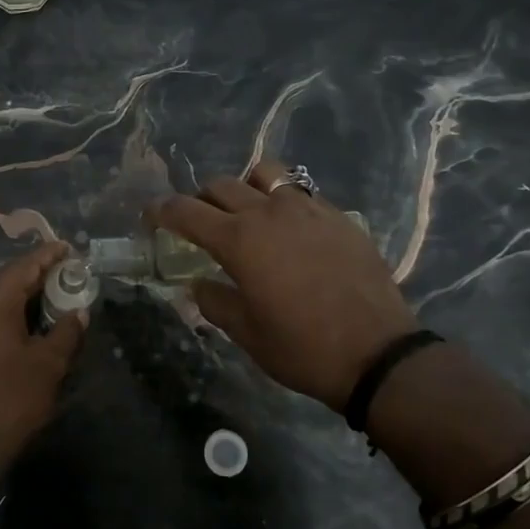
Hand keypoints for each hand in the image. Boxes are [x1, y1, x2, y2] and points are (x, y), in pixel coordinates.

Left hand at [0, 241, 85, 476]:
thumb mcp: (48, 366)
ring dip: (18, 294)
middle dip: (34, 273)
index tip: (68, 248)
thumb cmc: (9, 400)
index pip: (25, 265)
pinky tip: (22, 324)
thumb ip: (66, 332)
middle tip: (63, 274)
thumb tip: (78, 312)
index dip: (49, 255)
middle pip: (6, 277)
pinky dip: (4, 312)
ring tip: (47, 297)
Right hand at [150, 164, 418, 410]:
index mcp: (240, 240)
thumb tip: (199, 285)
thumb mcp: (246, 334)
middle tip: (199, 224)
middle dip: (201, 200)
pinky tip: (291, 230)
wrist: (378, 354)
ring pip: (265, 174)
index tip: (151, 215)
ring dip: (246, 187)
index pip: (186, 211)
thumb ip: (215, 302)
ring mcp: (309, 209)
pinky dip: (283, 201)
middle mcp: (270, 213)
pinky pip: (301, 192)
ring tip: (248, 213)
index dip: (162, 210)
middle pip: (222, 185)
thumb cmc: (302, 349)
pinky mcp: (339, 217)